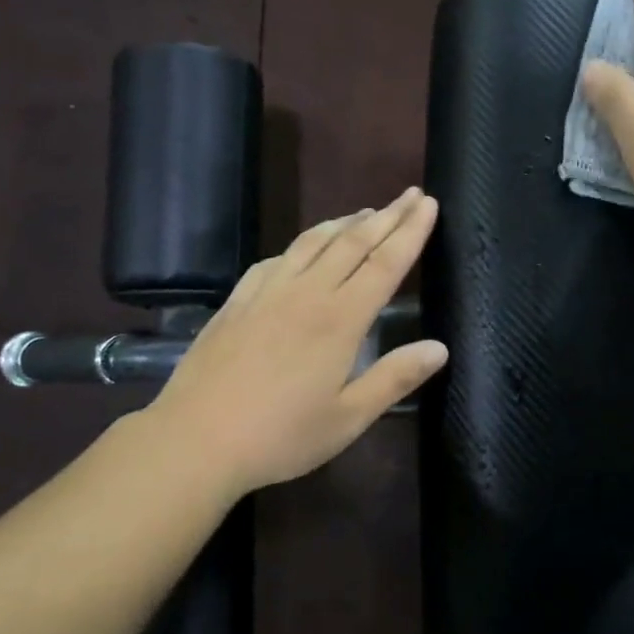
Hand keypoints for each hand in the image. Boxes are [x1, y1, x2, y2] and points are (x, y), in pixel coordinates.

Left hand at [147, 189, 447, 495]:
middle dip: (387, 216)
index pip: (385, 263)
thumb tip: (440, 348)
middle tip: (410, 194)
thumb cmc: (280, 436)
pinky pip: (276, 259)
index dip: (411, 231)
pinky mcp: (238, 302)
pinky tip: (301, 249)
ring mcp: (267, 293)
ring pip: (313, 243)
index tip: (430, 203)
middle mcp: (306, 294)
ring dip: (344, 223)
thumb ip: (394, 379)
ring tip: (365, 212)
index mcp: (340, 320)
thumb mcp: (348, 418)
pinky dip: (300, 245)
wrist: (194, 440)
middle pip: (353, 243)